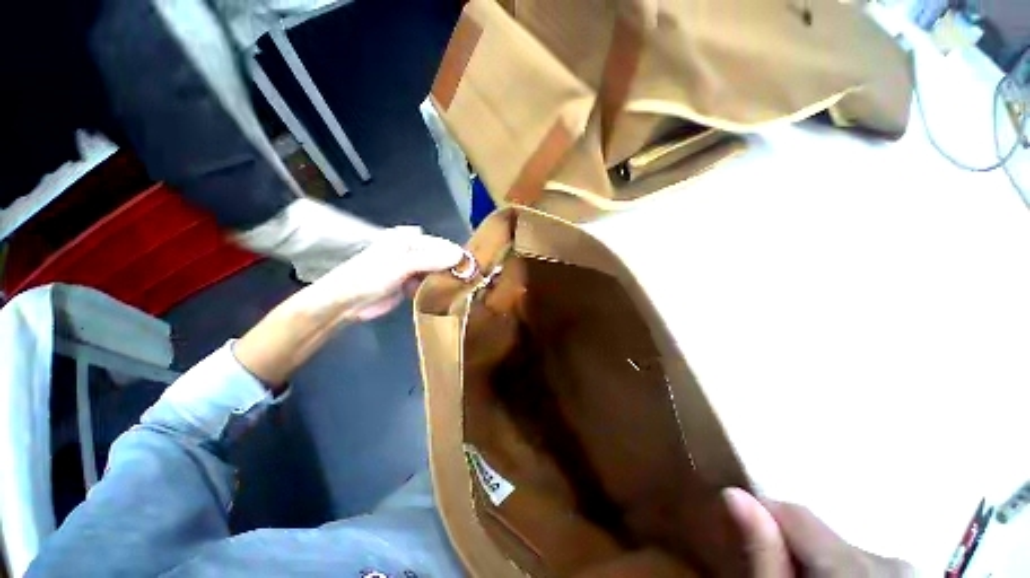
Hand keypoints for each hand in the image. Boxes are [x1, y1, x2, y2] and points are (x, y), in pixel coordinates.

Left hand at [234, 227, 462, 388]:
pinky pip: (430, 283)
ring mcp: (412, 268)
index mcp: (409, 239)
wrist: (346, 302)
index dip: (457, 255)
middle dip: (454, 268)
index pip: (441, 244)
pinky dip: (439, 288)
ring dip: (448, 279)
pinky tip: (450, 295)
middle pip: (441, 257)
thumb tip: (461, 255)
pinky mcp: (411, 284)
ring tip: (466, 289)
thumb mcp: (401, 265)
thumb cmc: (370, 276)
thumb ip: (431, 260)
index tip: (474, 268)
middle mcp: (413, 250)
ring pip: (437, 271)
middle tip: (473, 281)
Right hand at [722, 488, 913, 577]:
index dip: (764, 515)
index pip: (795, 513)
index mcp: (853, 566)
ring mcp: (908, 569)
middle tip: (780, 577)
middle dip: (795, 548)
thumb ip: (765, 553)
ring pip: (844, 548)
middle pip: (822, 534)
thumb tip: (734, 493)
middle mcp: (888, 560)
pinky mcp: (911, 575)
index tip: (745, 530)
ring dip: (820, 562)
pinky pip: (867, 562)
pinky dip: (844, 572)